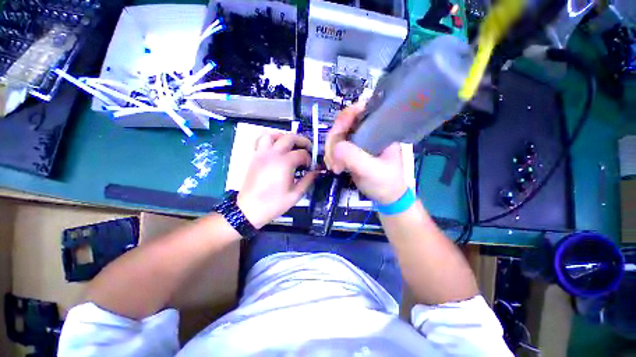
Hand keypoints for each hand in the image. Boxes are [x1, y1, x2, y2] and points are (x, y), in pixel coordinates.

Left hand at [237, 133, 317, 227]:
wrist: (249, 210)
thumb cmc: (273, 204)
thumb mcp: (295, 195)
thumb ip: (308, 180)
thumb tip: (316, 171)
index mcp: (284, 163)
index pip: (302, 153)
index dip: (309, 158)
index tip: (311, 166)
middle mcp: (273, 154)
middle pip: (289, 137)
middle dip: (302, 141)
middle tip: (308, 149)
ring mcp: (261, 154)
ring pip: (272, 135)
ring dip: (284, 137)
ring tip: (291, 145)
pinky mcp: (254, 157)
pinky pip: (260, 141)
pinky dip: (270, 139)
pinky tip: (276, 147)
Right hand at [325, 103, 407, 204]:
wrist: (385, 197)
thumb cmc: (386, 182)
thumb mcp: (373, 170)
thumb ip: (355, 158)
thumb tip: (336, 147)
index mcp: (379, 130)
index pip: (361, 112)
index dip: (346, 117)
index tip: (337, 132)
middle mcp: (367, 132)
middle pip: (343, 124)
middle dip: (334, 142)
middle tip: (334, 161)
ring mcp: (357, 142)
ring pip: (336, 137)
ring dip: (330, 152)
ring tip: (336, 168)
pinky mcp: (350, 152)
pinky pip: (334, 148)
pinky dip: (330, 157)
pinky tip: (334, 168)